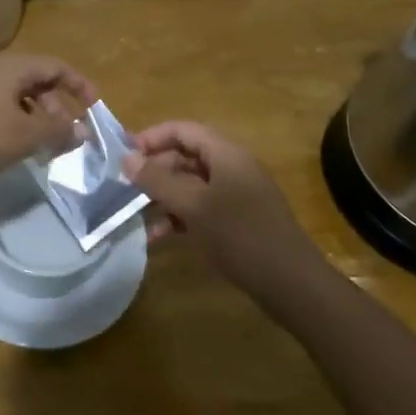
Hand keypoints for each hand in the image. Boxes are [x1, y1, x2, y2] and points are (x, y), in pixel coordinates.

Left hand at [0, 55, 98, 191]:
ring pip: (19, 97)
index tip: (95, 106)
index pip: (56, 66)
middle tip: (68, 133)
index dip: (79, 84)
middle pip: (37, 80)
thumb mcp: (26, 136)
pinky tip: (19, 148)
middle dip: (58, 105)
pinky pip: (2, 109)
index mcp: (13, 68)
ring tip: (47, 145)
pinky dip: (19, 124)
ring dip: (39, 118)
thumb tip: (83, 131)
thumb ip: (59, 131)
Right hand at [123, 121, 328, 306]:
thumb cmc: (241, 236)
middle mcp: (231, 168)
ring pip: (191, 185)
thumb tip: (127, 159)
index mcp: (226, 154)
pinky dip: (178, 217)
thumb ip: (159, 181)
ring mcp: (236, 195)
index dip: (152, 137)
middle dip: (155, 170)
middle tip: (125, 188)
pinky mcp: (238, 221)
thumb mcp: (194, 206)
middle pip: (186, 156)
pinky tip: (158, 237)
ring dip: (163, 197)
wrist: (291, 284)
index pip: (183, 130)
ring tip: (135, 214)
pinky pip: (201, 208)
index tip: (123, 155)